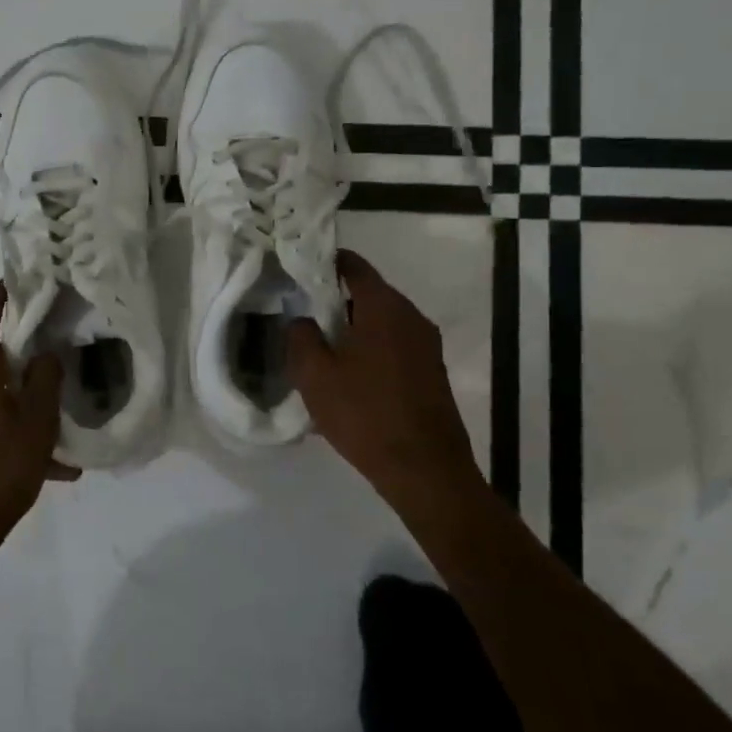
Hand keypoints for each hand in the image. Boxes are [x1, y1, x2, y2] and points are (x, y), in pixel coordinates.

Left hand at [0, 283, 77, 558]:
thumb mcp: (36, 424)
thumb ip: (44, 380)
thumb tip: (46, 353)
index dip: (0, 294)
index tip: (21, 280)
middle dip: (11, 339)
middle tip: (44, 336)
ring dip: (14, 387)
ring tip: (52, 406)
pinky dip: (7, 421)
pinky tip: (43, 457)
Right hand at [286, 250, 481, 503]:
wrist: (425, 470)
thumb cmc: (365, 414)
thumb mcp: (314, 375)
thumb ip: (300, 337)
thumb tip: (302, 320)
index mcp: (384, 307)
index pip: (354, 266)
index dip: (326, 262)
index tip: (300, 269)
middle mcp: (411, 317)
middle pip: (369, 293)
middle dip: (336, 299)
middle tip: (303, 312)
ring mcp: (426, 345)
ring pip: (382, 322)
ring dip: (353, 328)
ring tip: (322, 346)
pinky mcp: (431, 371)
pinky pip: (394, 345)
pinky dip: (370, 348)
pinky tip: (349, 375)